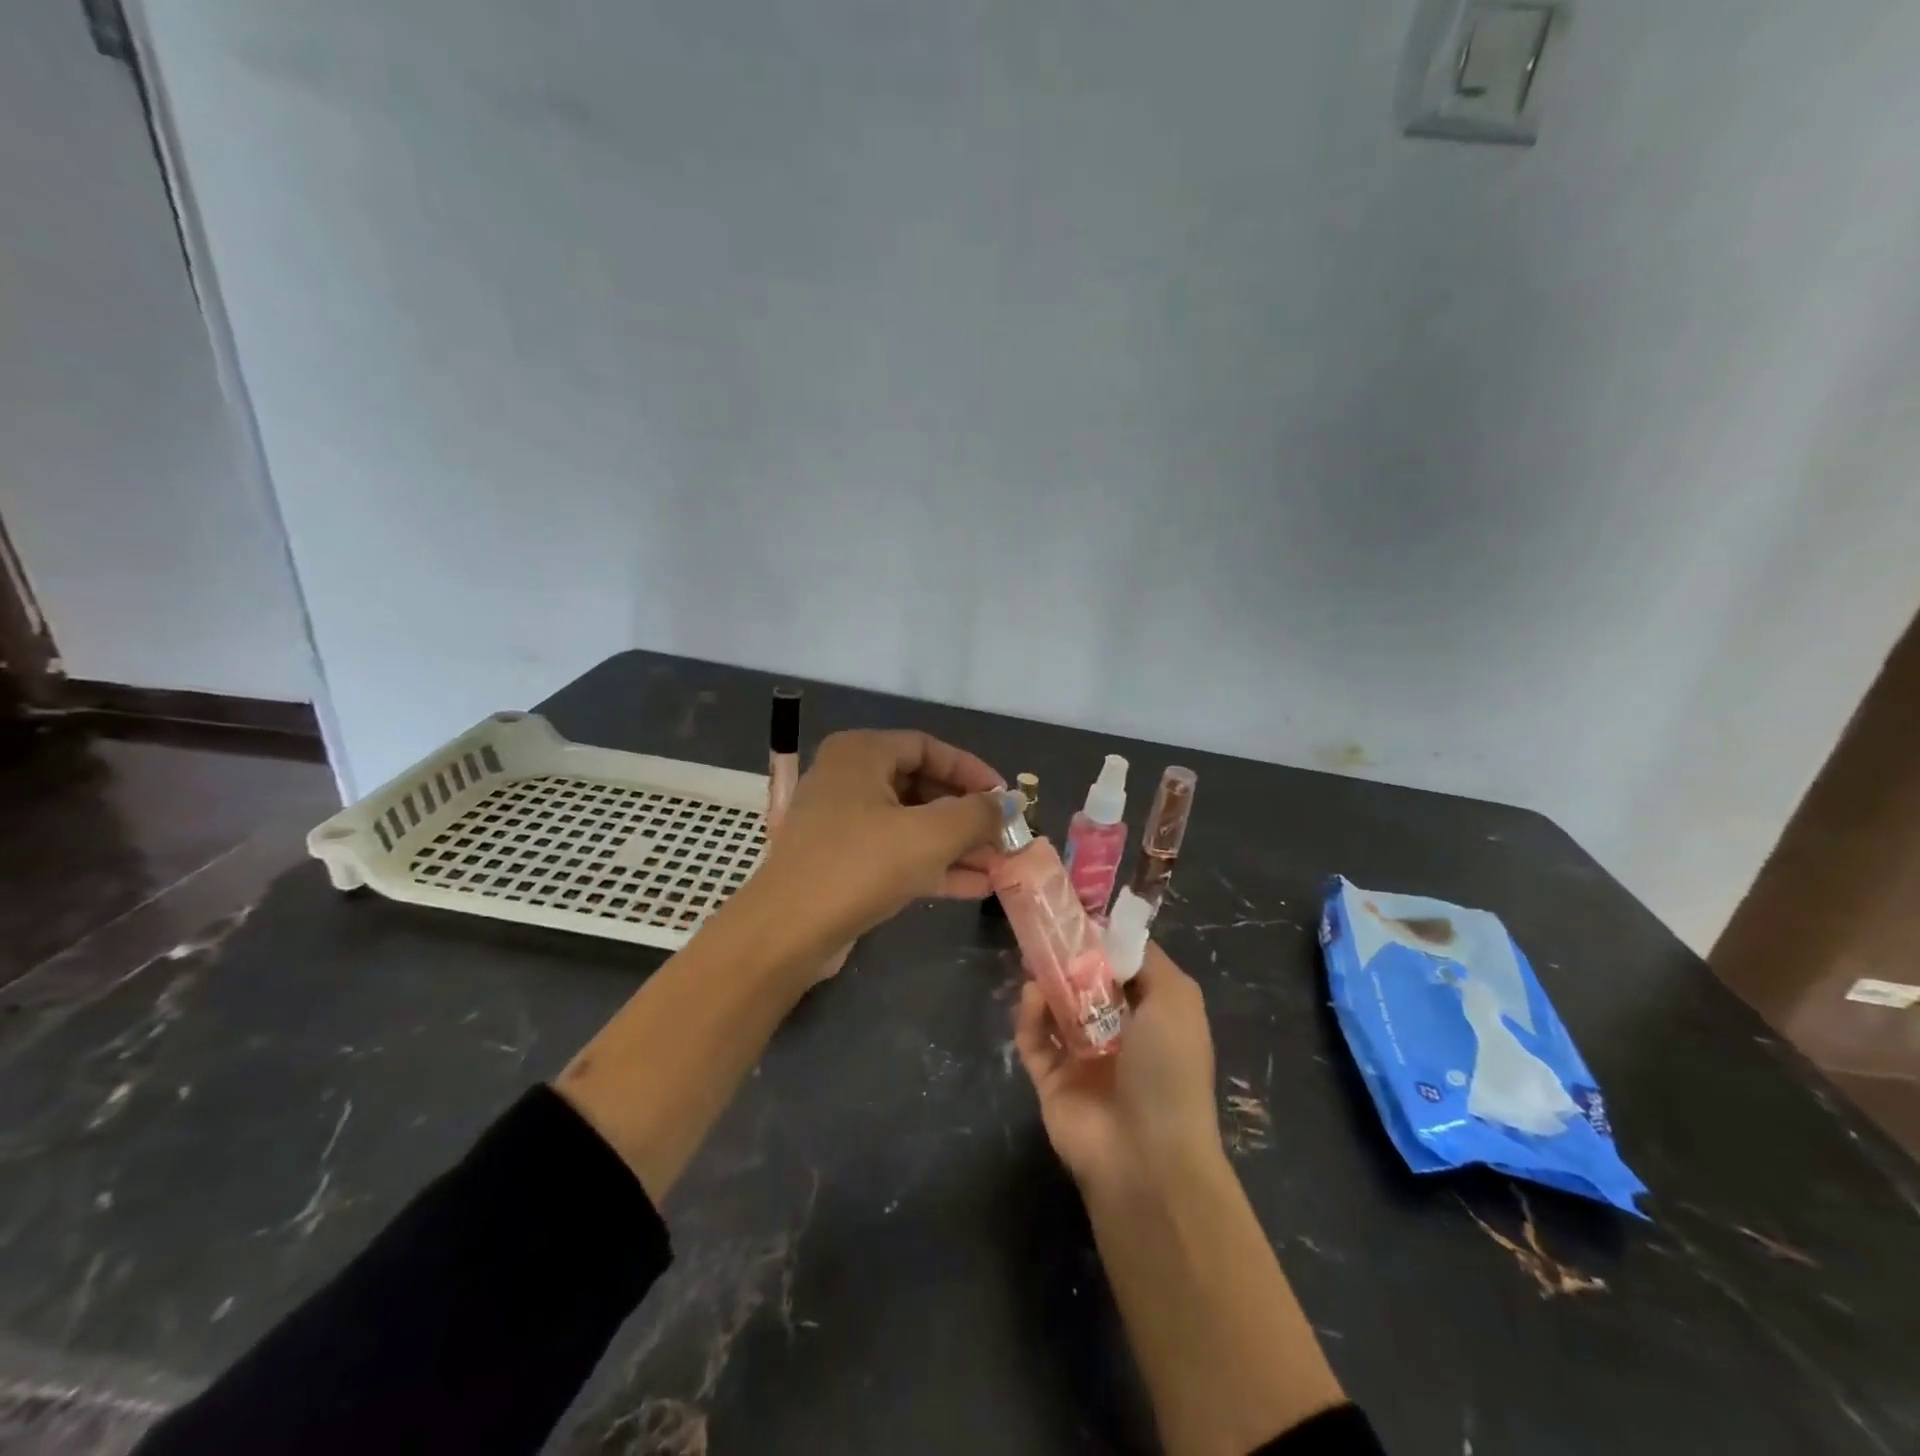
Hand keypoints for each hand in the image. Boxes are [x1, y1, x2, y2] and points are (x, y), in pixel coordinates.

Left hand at [737, 729, 1005, 962]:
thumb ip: (977, 814)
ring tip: (1000, 866)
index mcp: (861, 753)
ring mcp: (841, 823)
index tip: (1006, 798)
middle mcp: (847, 778)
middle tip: (1005, 837)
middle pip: (921, 786)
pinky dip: (932, 865)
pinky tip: (975, 886)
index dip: (972, 771)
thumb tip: (1010, 804)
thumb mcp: (930, 835)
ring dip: (956, 845)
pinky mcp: (841, 862)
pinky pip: (896, 853)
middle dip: (967, 815)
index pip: (928, 747)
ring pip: (911, 824)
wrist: (787, 932)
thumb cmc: (860, 865)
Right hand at [1013, 944, 1222, 1189]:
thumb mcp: (1176, 999)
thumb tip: (1113, 933)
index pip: (1123, 968)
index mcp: (1152, 1016)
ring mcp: (1082, 1058)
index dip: (1103, 942)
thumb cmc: (1168, 1067)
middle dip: (1067, 959)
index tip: (1078, 915)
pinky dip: (1029, 1017)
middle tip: (1046, 933)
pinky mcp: (1050, 1080)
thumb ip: (1146, 960)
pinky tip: (1032, 996)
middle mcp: (1118, 1034)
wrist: (1146, 1156)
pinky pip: (1033, 1039)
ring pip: (1055, 1009)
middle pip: (1085, 985)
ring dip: (1046, 983)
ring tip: (1035, 961)